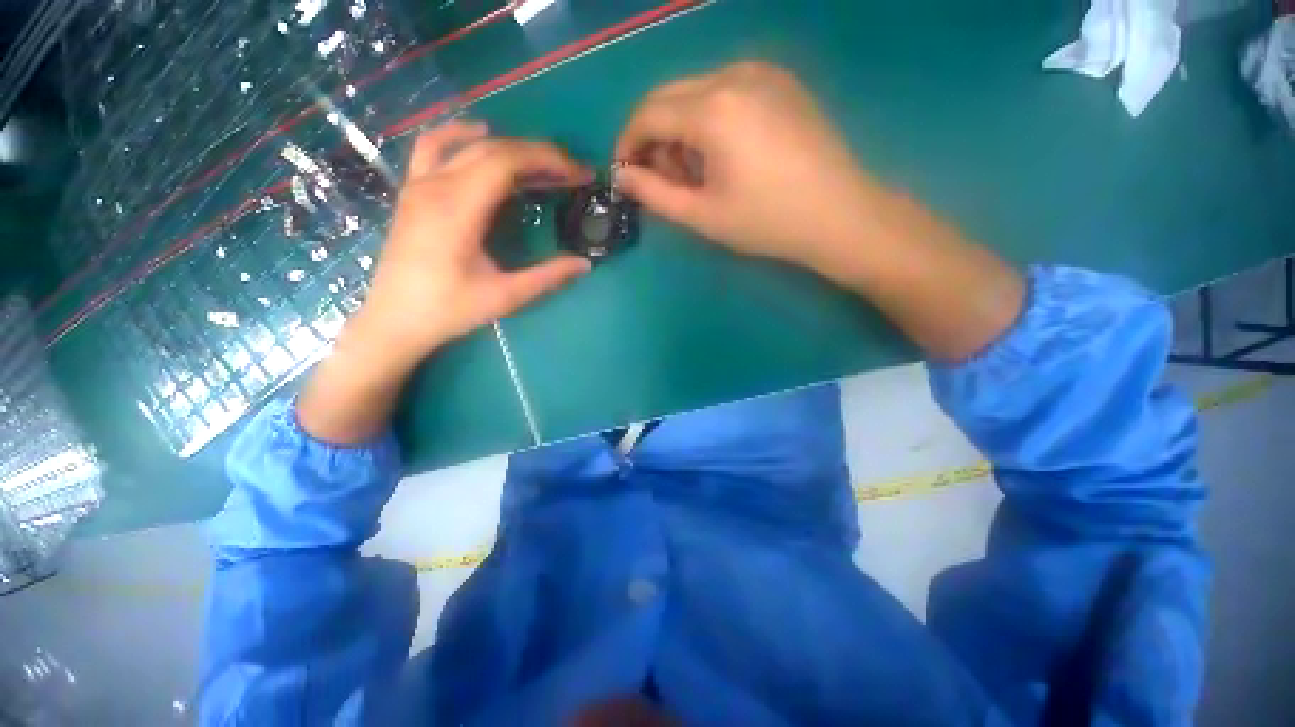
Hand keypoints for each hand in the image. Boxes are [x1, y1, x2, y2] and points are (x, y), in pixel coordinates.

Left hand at [298, 122, 591, 443]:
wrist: (394, 321)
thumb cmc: (449, 310)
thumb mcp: (505, 296)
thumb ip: (547, 276)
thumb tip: (585, 264)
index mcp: (458, 208)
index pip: (507, 162)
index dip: (548, 161)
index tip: (578, 173)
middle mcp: (436, 185)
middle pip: (492, 149)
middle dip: (538, 154)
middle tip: (571, 171)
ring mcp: (419, 184)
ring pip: (467, 146)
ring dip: (508, 147)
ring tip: (540, 161)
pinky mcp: (412, 192)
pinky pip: (433, 148)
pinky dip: (460, 136)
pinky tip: (479, 136)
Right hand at [614, 61, 882, 278]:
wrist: (840, 215)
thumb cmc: (767, 222)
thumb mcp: (703, 215)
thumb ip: (654, 194)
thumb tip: (622, 176)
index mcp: (713, 109)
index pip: (648, 113)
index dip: (628, 143)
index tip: (625, 173)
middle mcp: (735, 74)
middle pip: (670, 96)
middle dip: (655, 138)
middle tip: (665, 180)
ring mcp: (763, 72)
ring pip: (697, 91)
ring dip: (682, 129)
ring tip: (699, 173)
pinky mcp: (782, 81)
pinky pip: (727, 90)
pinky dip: (710, 119)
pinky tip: (725, 154)